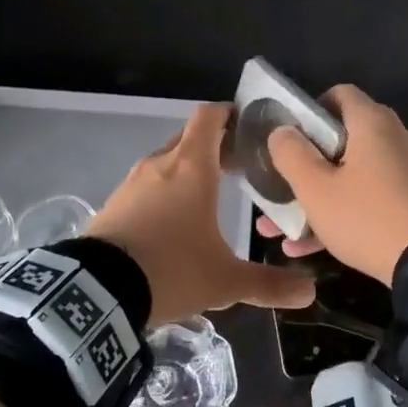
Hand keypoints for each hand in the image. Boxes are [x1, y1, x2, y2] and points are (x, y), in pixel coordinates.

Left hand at [90, 103, 316, 325]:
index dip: (230, 114)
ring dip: (189, 169)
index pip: (210, 116)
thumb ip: (268, 284)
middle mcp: (160, 165)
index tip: (250, 126)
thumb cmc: (170, 270)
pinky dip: (165, 190)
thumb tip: (310, 292)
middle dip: (217, 146)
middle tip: (242, 166)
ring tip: (212, 194)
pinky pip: (147, 185)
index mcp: (191, 167)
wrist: (97, 292)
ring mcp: (132, 182)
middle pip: (191, 137)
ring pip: (167, 161)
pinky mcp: (113, 203)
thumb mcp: (225, 282)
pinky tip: (174, 221)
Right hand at [257, 84, 407, 283]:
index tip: (287, 137)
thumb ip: (291, 154)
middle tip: (279, 183)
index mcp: (372, 123)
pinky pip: (366, 199)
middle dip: (304, 164)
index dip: (308, 110)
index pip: (339, 94)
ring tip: (279, 227)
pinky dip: (338, 214)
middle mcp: (393, 139)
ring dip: (315, 197)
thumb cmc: (366, 216)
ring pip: (349, 175)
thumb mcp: (316, 188)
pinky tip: (304, 248)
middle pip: (341, 139)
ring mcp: (405, 172)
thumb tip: (281, 131)